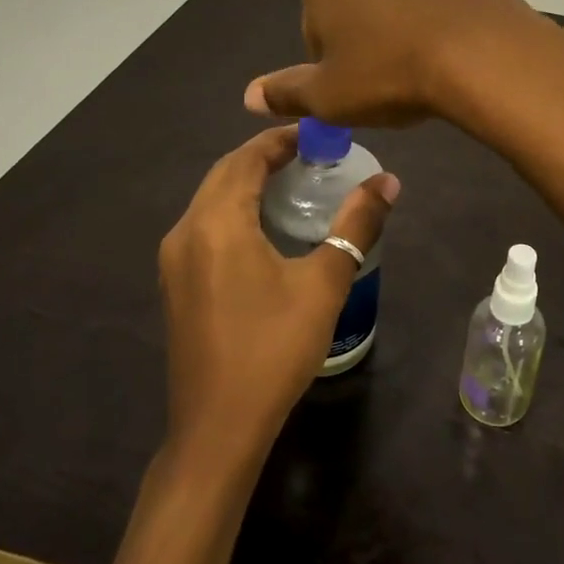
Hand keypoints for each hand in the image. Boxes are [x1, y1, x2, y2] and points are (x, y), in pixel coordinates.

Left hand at [157, 127, 398, 469]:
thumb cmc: (273, 350)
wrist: (218, 429)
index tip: (318, 134)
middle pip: (224, 174)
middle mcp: (185, 231)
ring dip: (247, 182)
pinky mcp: (176, 284)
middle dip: (264, 157)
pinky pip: (204, 226)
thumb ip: (356, 226)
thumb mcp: (324, 284)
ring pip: (211, 200)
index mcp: (216, 223)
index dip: (280, 139)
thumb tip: (388, 182)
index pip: (246, 158)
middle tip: (312, 155)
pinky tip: (265, 228)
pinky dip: (234, 210)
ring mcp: (174, 260)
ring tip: (294, 183)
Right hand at [243, 0, 560, 127]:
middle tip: (388, 80)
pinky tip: (450, 54)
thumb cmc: (388, 72)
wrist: (479, 51)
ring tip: (422, 69)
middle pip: (355, 4)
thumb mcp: (328, 96)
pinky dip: (436, 22)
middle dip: (366, 38)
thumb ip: (287, 92)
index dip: (332, 63)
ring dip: (401, 28)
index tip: (355, 87)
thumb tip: (250, 95)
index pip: (315, 25)